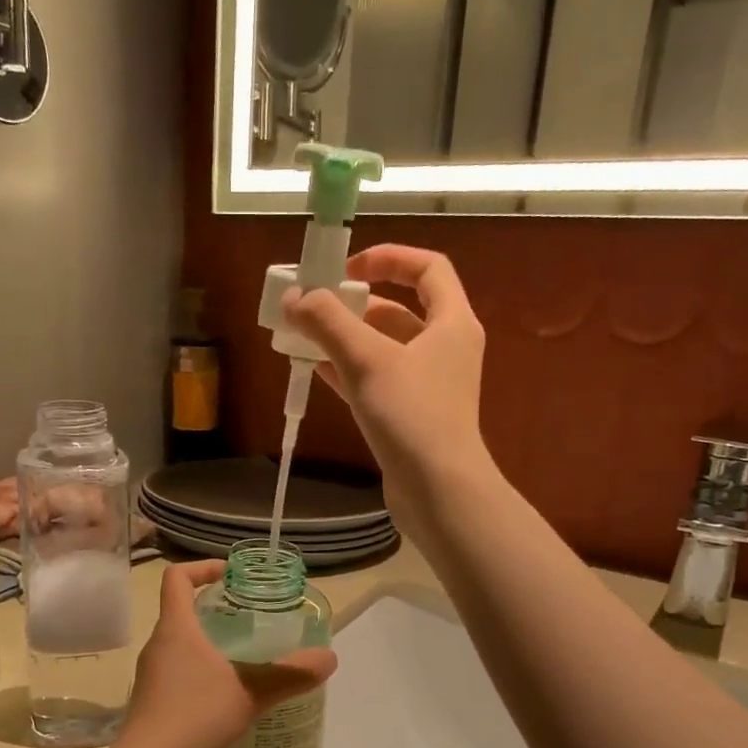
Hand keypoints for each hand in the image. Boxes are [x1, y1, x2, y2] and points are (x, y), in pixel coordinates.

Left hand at [118, 561, 336, 747]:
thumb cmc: (194, 717)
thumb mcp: (250, 693)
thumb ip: (290, 674)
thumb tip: (330, 658)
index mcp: (176, 628)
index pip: (177, 577)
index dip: (202, 567)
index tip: (230, 575)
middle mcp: (158, 644)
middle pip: (180, 609)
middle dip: (213, 607)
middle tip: (248, 617)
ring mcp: (151, 673)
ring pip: (179, 642)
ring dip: (207, 640)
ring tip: (241, 656)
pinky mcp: (151, 699)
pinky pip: (176, 669)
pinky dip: (199, 669)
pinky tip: (223, 694)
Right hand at [283, 245, 492, 542]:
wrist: (438, 490)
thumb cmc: (411, 414)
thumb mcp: (367, 360)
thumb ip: (328, 323)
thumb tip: (295, 297)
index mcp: (452, 322)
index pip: (427, 267)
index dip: (388, 258)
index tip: (346, 268)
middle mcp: (445, 348)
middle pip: (399, 309)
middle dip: (354, 305)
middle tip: (313, 307)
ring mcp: (429, 385)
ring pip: (384, 348)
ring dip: (346, 339)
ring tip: (304, 336)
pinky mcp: (411, 415)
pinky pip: (377, 381)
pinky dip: (348, 371)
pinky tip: (315, 370)